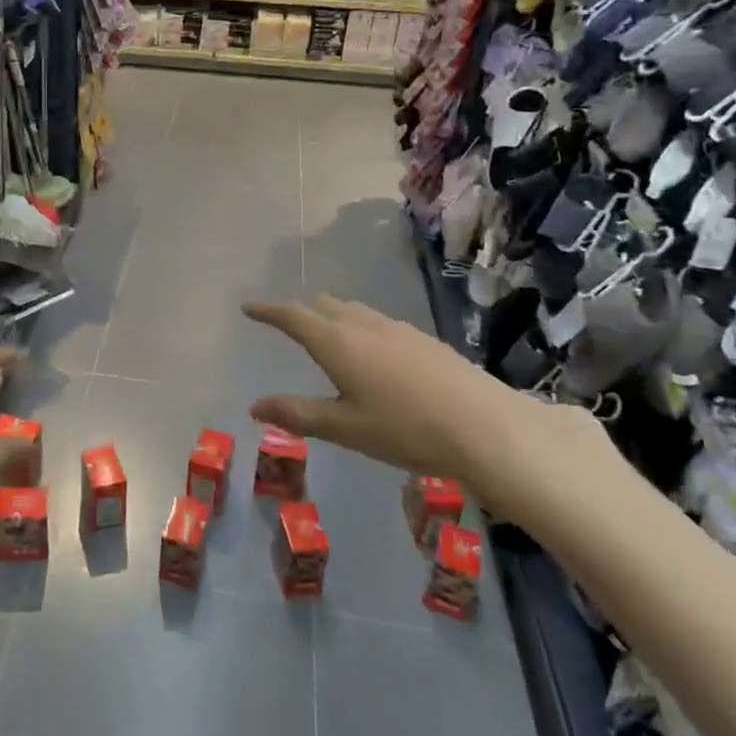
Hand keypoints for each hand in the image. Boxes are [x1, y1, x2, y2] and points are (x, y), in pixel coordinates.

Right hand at [243, 296, 615, 522]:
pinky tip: (374, 353)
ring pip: (354, 312)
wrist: (486, 426)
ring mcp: (398, 329)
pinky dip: (360, 328)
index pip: (293, 316)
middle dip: (301, 312)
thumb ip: (297, 414)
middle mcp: (364, 325)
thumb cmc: (404, 429)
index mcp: (337, 342)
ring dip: (333, 317)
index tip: (249, 308)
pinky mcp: (424, 340)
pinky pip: (378, 323)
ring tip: (327, 334)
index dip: (268, 311)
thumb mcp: (344, 427)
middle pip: (324, 306)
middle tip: (287, 323)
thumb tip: (255, 406)